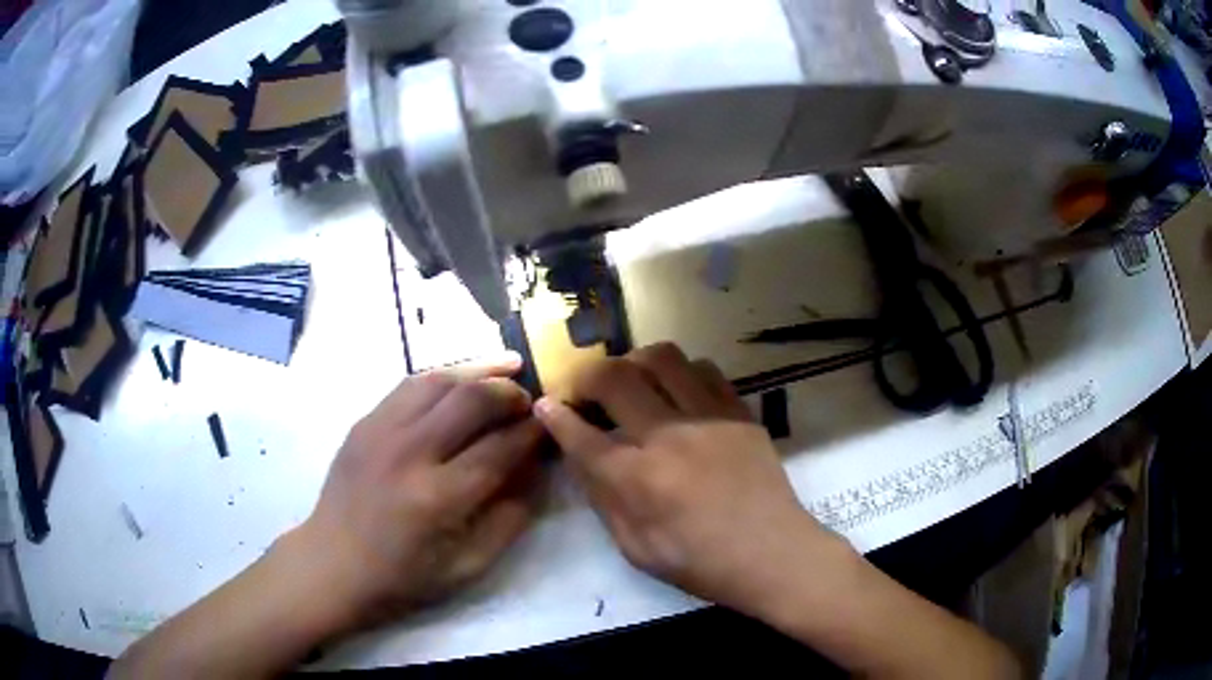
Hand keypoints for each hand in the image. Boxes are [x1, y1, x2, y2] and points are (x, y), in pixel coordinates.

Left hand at [290, 355, 544, 629]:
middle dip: (511, 392)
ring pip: (439, 379)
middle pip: (472, 399)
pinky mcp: (364, 422)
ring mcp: (380, 430)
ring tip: (507, 367)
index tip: (553, 423)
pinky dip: (443, 376)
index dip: (534, 432)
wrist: (333, 564)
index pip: (501, 448)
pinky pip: (410, 384)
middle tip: (530, 399)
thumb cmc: (404, 577)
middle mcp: (410, 453)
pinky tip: (460, 380)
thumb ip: (510, 517)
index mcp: (438, 498)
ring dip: (479, 370)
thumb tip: (536, 469)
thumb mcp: (469, 565)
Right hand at [533, 343, 842, 616]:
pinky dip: (680, 372)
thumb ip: (602, 498)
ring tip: (632, 383)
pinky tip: (678, 393)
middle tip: (586, 391)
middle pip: (614, 377)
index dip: (555, 415)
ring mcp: (709, 417)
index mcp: (638, 479)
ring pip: (661, 357)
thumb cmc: (699, 563)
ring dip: (635, 363)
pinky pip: (704, 369)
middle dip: (586, 376)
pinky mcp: (739, 411)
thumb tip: (579, 455)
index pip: (580, 433)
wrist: (773, 554)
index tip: (545, 404)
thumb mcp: (635, 547)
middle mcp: (669, 436)